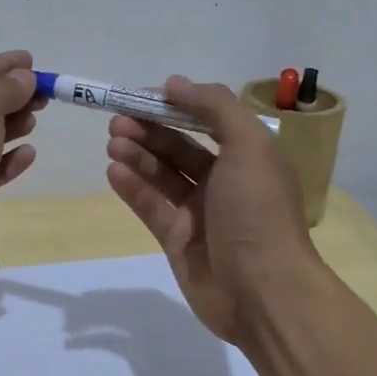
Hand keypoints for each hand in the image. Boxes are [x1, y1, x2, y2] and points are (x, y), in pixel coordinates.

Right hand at [104, 77, 317, 343]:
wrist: (263, 292)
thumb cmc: (258, 211)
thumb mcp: (249, 146)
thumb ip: (215, 107)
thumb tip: (175, 83)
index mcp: (248, 156)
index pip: (207, 120)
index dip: (176, 105)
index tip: (142, 95)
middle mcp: (225, 181)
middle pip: (180, 147)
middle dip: (150, 130)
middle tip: (117, 120)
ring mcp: (200, 213)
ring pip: (162, 175)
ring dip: (138, 155)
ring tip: (113, 141)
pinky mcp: (179, 240)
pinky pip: (151, 207)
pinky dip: (133, 188)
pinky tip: (113, 171)